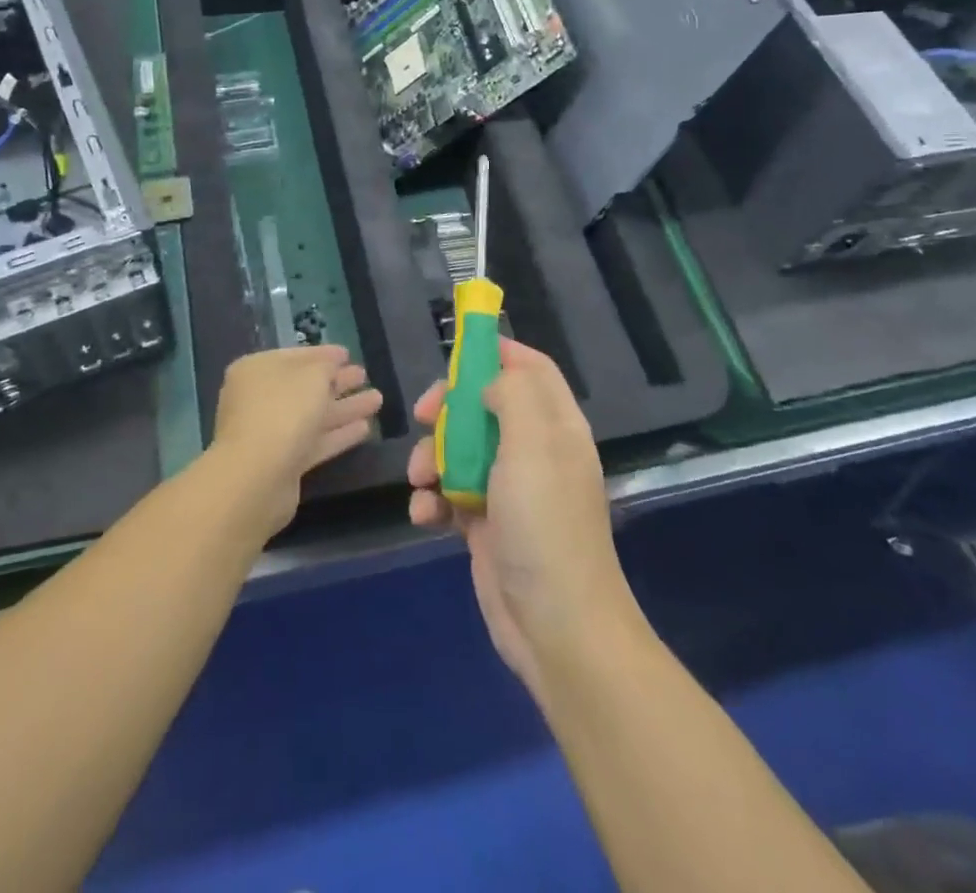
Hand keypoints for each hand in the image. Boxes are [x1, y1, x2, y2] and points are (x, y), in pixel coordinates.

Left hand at [208, 345, 382, 534]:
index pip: (295, 357)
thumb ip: (326, 366)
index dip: (323, 354)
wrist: (257, 477)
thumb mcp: (312, 375)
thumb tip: (330, 366)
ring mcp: (271, 432)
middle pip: (305, 387)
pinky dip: (338, 433)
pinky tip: (365, 428)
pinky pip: (315, 441)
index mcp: (257, 370)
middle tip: (364, 375)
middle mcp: (260, 399)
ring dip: (344, 407)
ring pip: (313, 415)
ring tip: (378, 399)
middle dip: (337, 381)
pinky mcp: (283, 462)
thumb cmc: (283, 410)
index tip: (348, 353)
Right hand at [407, 339, 636, 697]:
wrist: (554, 626)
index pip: (532, 369)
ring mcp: (509, 490)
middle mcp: (535, 451)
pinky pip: (450, 496)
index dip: (499, 352)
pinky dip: (432, 501)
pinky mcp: (486, 524)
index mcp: (556, 426)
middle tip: (424, 414)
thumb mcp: (532, 444)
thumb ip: (512, 395)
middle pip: (486, 405)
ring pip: (461, 450)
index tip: (460, 348)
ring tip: (420, 481)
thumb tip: (491, 380)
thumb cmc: (544, 523)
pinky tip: (423, 516)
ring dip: (432, 458)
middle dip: (450, 407)